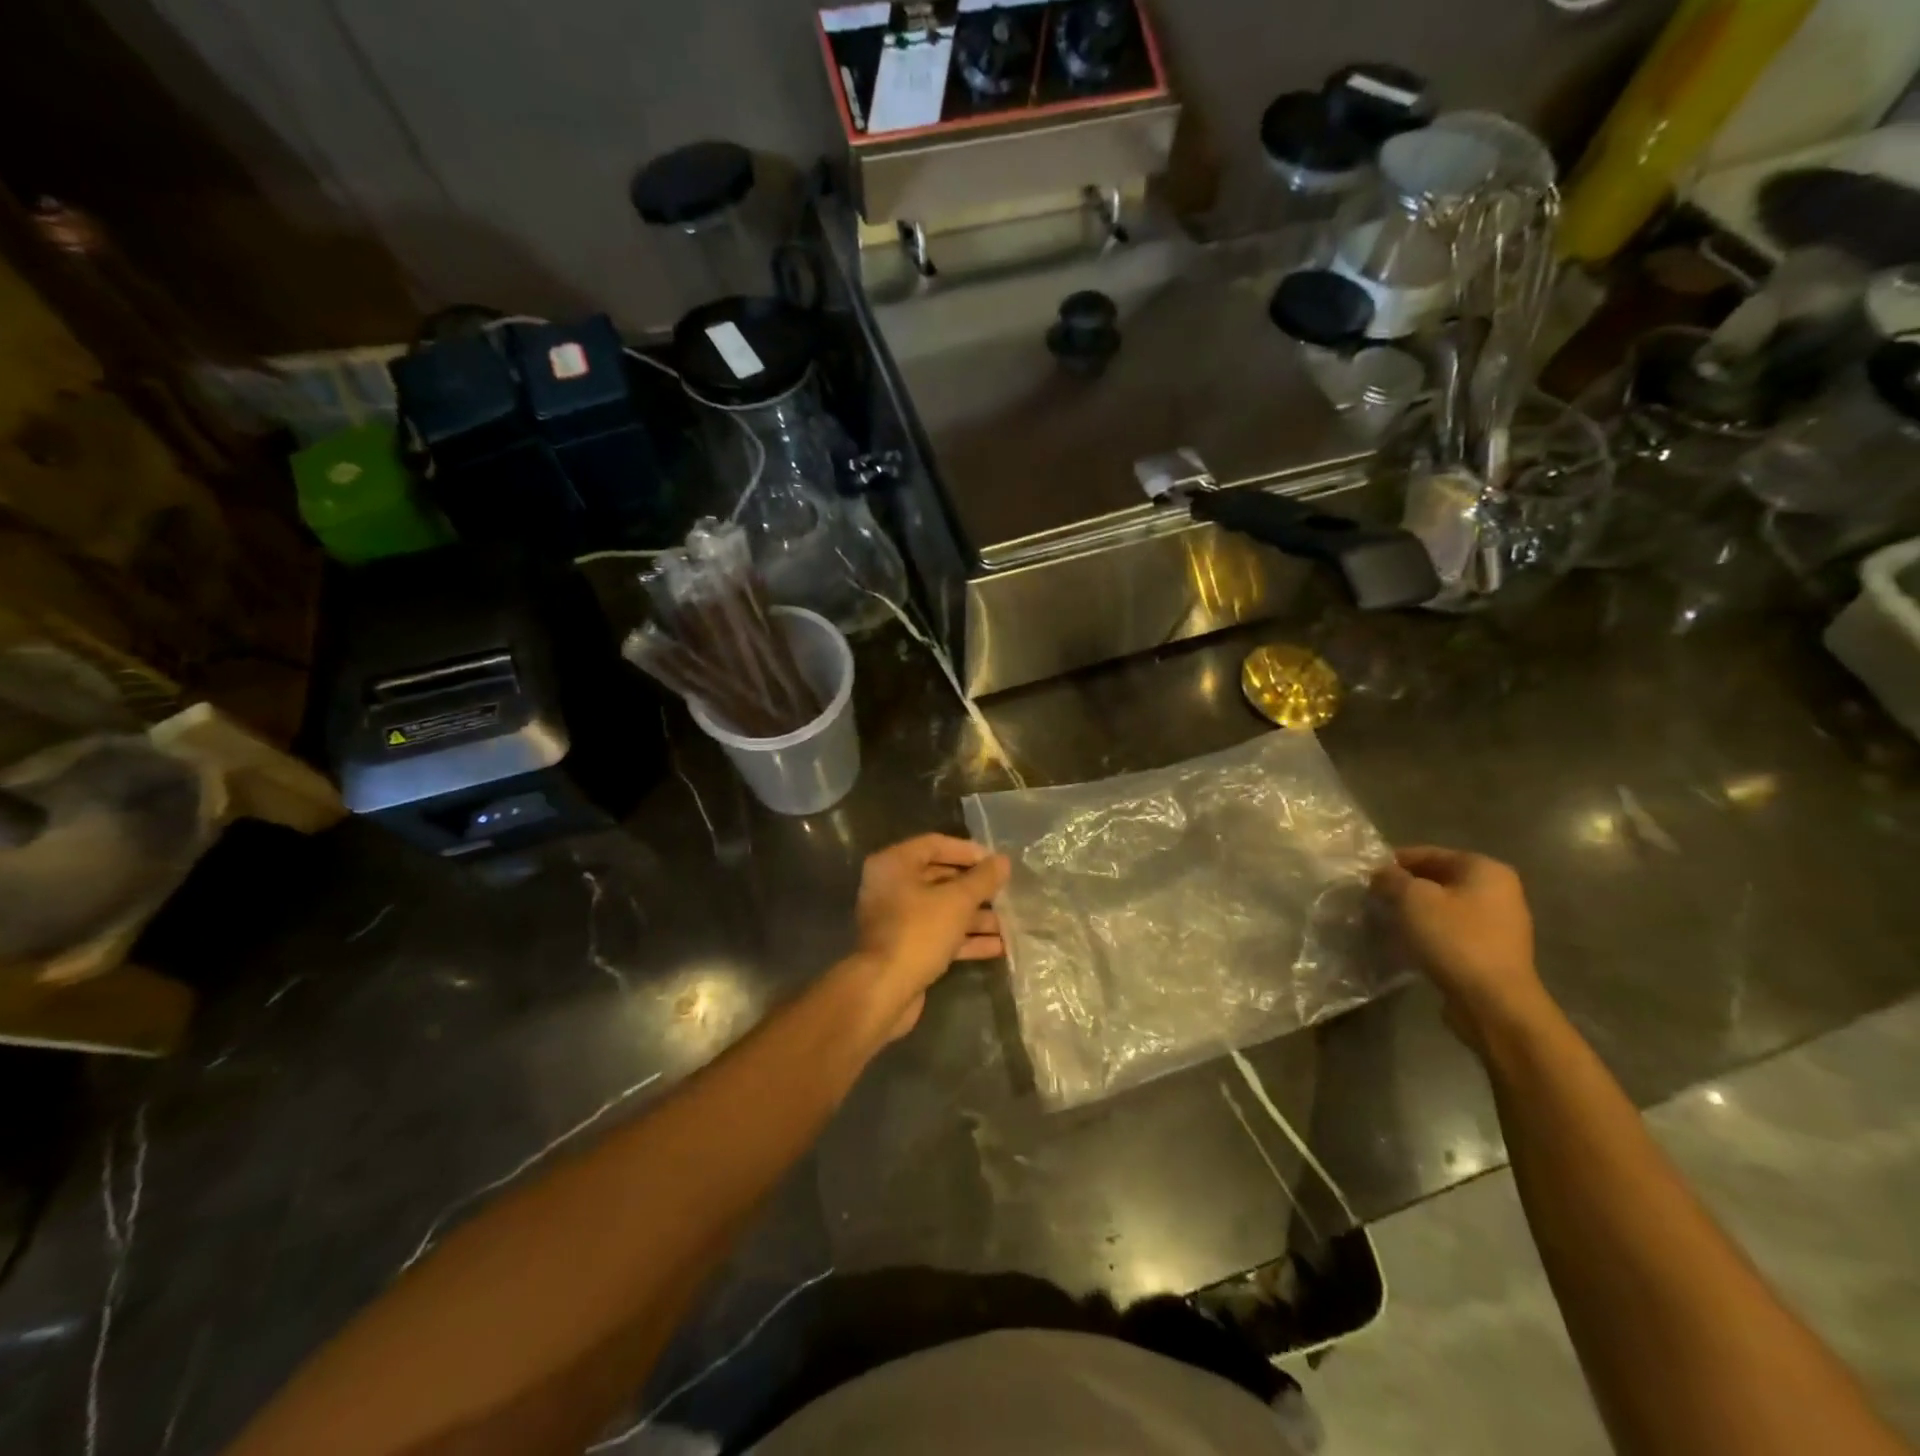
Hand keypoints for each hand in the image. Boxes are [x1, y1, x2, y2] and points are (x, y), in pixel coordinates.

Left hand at [846, 834, 1009, 1042]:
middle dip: (975, 888)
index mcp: (894, 864)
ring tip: (1010, 923)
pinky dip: (965, 939)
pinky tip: (998, 946)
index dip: (968, 851)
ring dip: (975, 916)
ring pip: (942, 909)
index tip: (996, 862)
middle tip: (1006, 892)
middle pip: (940, 878)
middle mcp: (891, 887)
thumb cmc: (918, 933)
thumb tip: (1002, 861)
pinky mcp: (906, 948)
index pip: (935, 844)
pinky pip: (939, 935)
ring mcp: (897, 920)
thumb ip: (982, 879)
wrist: (884, 991)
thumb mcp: (957, 901)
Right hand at [1371, 846, 1549, 1047]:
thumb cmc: (1454, 938)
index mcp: (1485, 869)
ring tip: (1385, 919)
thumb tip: (1380, 873)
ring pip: (1444, 905)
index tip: (1366, 875)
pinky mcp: (1493, 951)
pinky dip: (1430, 931)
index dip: (1393, 862)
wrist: (1493, 1002)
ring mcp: (1500, 923)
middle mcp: (1499, 890)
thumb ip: (1391, 878)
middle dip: (1404, 887)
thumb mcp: (1412, 898)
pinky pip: (1453, 930)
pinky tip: (1408, 941)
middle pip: (1438, 878)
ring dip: (1415, 910)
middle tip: (1372, 898)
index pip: (1428, 853)